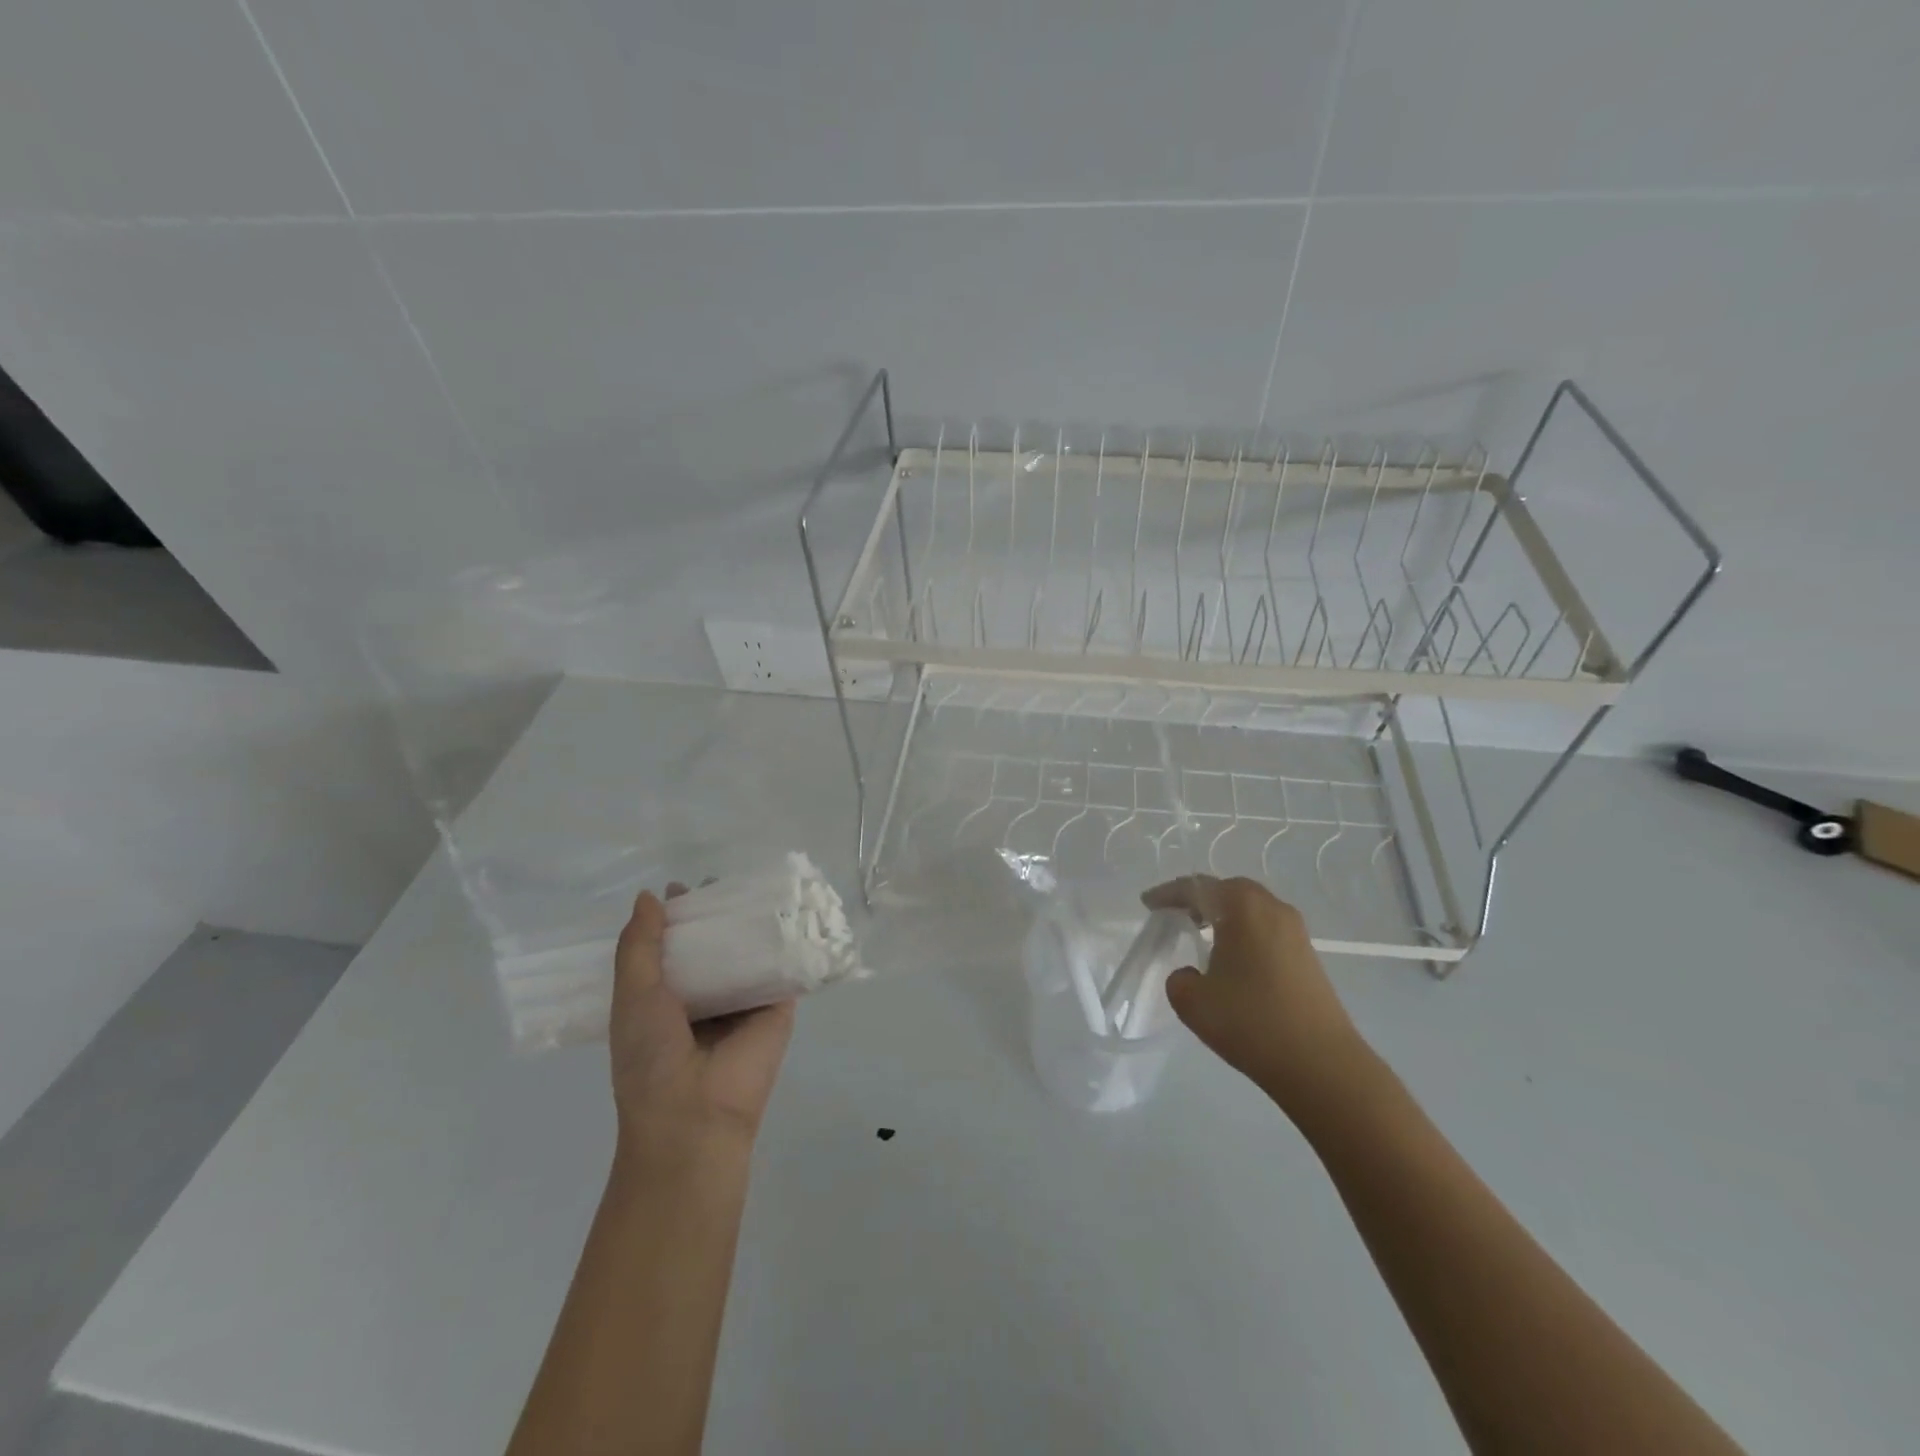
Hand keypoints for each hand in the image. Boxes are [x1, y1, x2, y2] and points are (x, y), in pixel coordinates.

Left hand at [609, 885, 794, 1166]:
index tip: (684, 886)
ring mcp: (744, 999)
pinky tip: (794, 909)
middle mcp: (707, 995)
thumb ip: (639, 946)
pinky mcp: (778, 1004)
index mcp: (667, 997)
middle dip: (718, 914)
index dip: (678, 918)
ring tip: (759, 884)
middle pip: (715, 944)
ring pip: (750, 951)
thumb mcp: (632, 996)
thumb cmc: (651, 1057)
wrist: (695, 1115)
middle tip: (723, 879)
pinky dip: (788, 941)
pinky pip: (783, 966)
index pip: (676, 947)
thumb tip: (650, 896)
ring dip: (753, 923)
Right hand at [1143, 875, 1368, 1112]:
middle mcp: (1272, 908)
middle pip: (1228, 891)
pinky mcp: (1308, 957)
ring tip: (1201, 937)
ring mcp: (1296, 932)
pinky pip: (1266, 931)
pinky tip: (1232, 961)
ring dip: (1224, 918)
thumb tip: (1193, 975)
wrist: (1322, 1065)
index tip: (1148, 904)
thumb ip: (1179, 979)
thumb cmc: (1251, 1022)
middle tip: (1175, 916)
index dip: (1168, 894)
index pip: (1197, 887)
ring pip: (1251, 910)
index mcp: (1242, 906)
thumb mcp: (1193, 1002)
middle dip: (1199, 900)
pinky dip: (1243, 935)